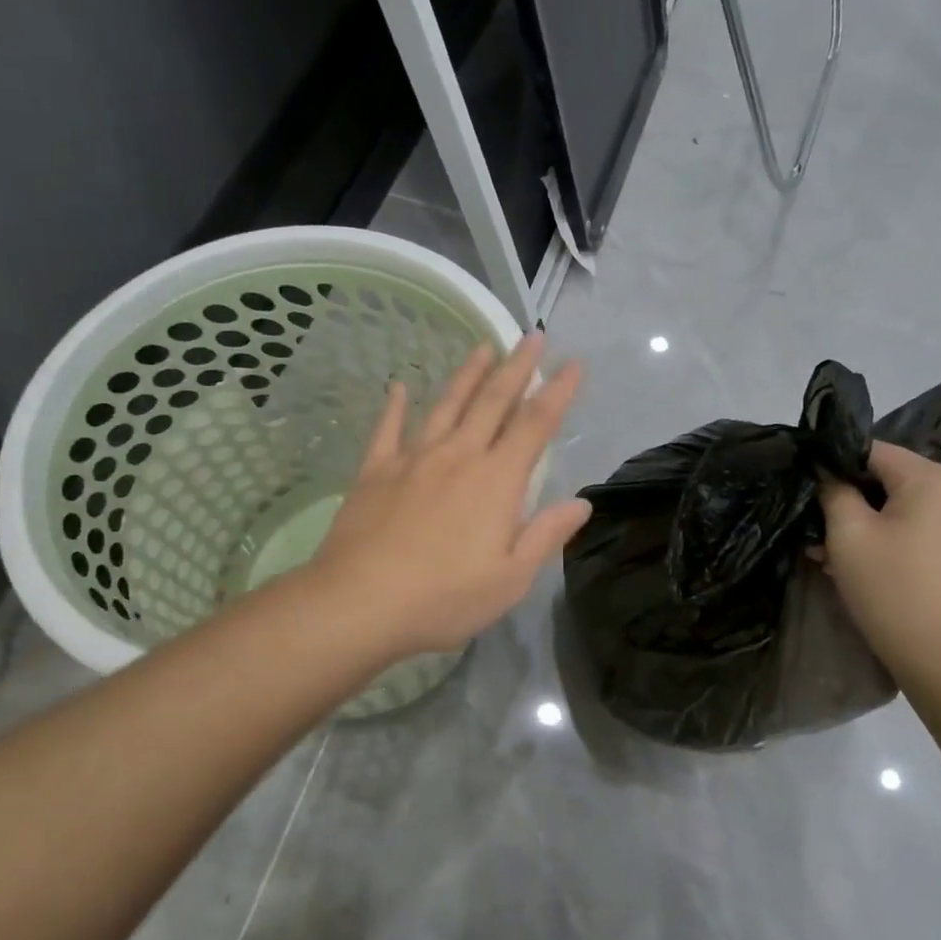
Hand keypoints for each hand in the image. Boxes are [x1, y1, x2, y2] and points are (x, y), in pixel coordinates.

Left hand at [310, 333, 591, 657]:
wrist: (359, 602)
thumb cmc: (444, 598)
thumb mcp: (510, 579)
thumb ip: (545, 535)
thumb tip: (581, 503)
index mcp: (496, 481)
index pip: (535, 425)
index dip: (558, 393)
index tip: (573, 365)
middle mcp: (459, 456)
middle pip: (493, 401)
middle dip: (517, 367)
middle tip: (532, 336)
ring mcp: (413, 459)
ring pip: (447, 405)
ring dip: (468, 374)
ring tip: (484, 346)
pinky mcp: (375, 471)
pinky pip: (388, 429)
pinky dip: (395, 405)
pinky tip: (398, 386)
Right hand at [815, 441, 940, 679]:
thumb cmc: (892, 587)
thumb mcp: (848, 534)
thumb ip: (833, 491)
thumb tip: (827, 473)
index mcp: (935, 477)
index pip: (872, 450)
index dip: (834, 465)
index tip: (806, 490)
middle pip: (889, 477)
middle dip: (849, 499)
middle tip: (814, 528)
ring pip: (900, 505)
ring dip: (864, 522)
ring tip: (827, 552)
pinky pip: (917, 526)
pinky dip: (887, 536)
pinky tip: (856, 563)